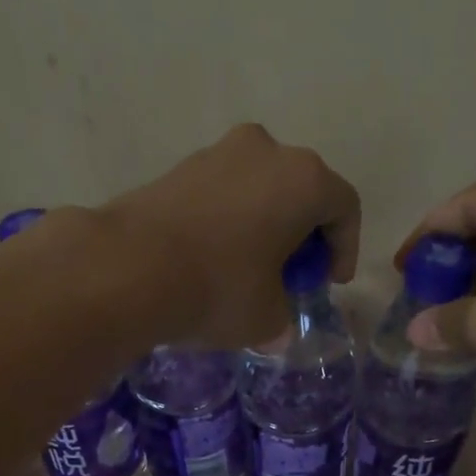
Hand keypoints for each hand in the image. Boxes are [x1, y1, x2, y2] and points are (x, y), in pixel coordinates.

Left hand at [101, 124, 360, 349]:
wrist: (130, 268)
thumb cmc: (219, 289)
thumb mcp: (267, 318)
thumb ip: (283, 316)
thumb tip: (275, 325)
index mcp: (304, 179)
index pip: (344, 209)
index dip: (345, 250)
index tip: (329, 283)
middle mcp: (266, 150)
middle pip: (302, 191)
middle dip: (304, 234)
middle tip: (293, 275)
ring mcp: (218, 152)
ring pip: (260, 189)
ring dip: (265, 225)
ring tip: (251, 269)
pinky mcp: (180, 166)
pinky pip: (224, 193)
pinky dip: (231, 221)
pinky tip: (215, 258)